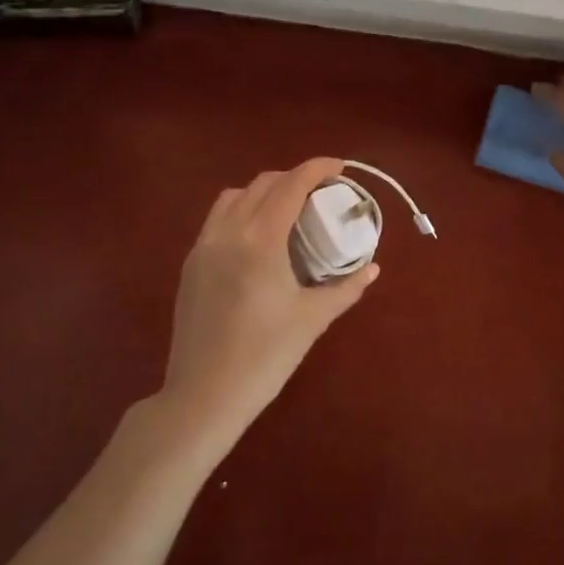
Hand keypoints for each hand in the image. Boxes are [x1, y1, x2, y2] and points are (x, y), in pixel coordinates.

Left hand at [162, 158, 379, 443]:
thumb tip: (372, 268)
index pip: (291, 185)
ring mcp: (203, 247)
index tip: (340, 168)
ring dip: (263, 191)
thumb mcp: (312, 320)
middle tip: (320, 194)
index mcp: (261, 241)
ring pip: (233, 197)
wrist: (203, 396)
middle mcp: (228, 233)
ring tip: (286, 211)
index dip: (317, 168)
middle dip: (293, 178)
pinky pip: (217, 220)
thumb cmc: (265, 357)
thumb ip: (346, 288)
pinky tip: (257, 241)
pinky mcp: (191, 265)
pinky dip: (241, 212)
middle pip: (262, 184)